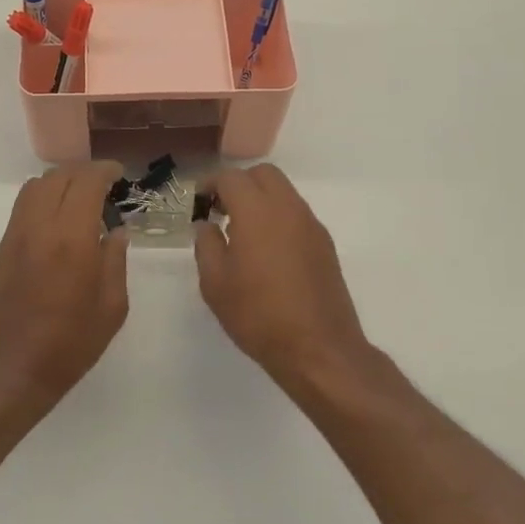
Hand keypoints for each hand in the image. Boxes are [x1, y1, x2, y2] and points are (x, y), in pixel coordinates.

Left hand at [0, 161, 130, 412]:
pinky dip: (44, 196)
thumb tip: (117, 232)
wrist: (10, 366)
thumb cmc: (69, 343)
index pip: (86, 182)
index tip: (119, 175)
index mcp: (72, 238)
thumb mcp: (111, 307)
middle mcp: (41, 226)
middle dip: (84, 172)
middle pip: (59, 176)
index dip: (104, 171)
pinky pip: (25, 204)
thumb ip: (116, 261)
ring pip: (37, 185)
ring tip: (81, 197)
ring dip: (61, 181)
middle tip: (105, 184)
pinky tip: (60, 217)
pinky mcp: (4, 245)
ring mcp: (17, 233)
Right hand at [193, 163, 370, 389]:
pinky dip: (278, 217)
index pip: (231, 178)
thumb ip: (206, 244)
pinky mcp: (325, 244)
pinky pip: (297, 214)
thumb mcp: (215, 283)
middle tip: (221, 210)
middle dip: (239, 184)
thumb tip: (207, 225)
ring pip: (284, 192)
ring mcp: (311, 225)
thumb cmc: (258, 314)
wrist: (319, 349)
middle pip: (263, 174)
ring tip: (243, 232)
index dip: (210, 184)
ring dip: (261, 199)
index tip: (199, 203)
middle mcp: (287, 208)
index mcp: (257, 211)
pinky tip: (268, 251)